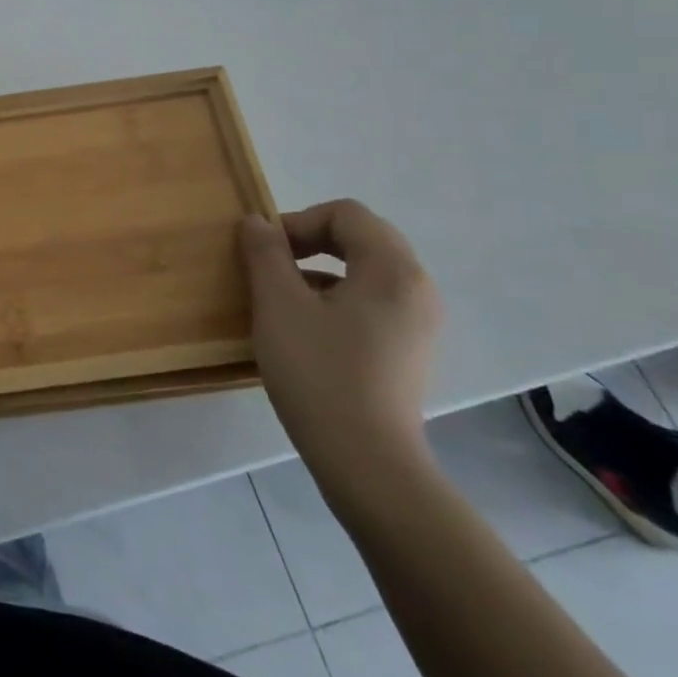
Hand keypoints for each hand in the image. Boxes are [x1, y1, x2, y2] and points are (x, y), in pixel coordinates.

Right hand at [240, 200, 442, 502]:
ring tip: (283, 298)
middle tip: (272, 265)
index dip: (299, 221)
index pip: (346, 214)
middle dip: (311, 241)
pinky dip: (338, 297)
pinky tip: (307, 329)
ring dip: (321, 269)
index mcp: (392, 271)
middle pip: (361, 237)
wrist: (367, 462)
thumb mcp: (278, 305)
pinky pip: (373, 301)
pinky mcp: (411, 350)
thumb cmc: (319, 372)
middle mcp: (417, 289)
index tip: (266, 251)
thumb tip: (257, 221)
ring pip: (366, 270)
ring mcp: (419, 323)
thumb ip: (266, 253)